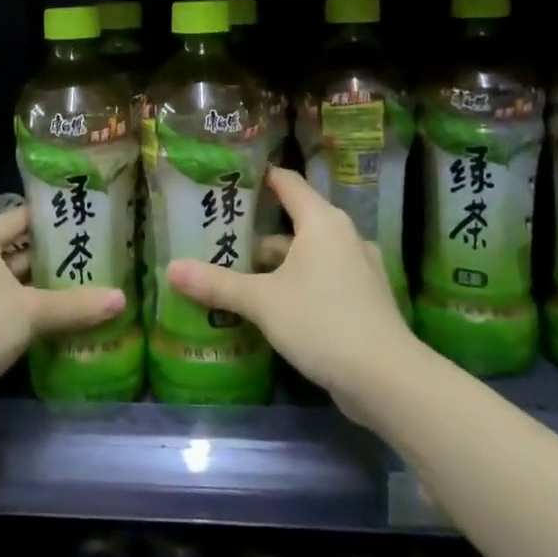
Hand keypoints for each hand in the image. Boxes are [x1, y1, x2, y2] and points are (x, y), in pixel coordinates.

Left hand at [0, 206, 123, 422]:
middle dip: (48, 260)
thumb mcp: (32, 311)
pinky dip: (20, 313)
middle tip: (89, 260)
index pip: (19, 219)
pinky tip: (50, 323)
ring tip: (79, 290)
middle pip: (13, 252)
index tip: (82, 223)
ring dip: (36, 290)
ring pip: (5, 284)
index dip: (50, 221)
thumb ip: (76, 305)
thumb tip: (122, 299)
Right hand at [166, 167, 415, 407]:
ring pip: (308, 255)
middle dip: (258, 233)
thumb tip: (171, 268)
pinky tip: (274, 307)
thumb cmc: (321, 321)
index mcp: (322, 222)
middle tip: (220, 238)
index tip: (229, 179)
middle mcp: (344, 237)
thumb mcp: (261, 301)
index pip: (287, 183)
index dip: (259, 178)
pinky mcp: (364, 300)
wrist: (386, 378)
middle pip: (295, 222)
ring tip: (240, 276)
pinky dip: (298, 285)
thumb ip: (217, 284)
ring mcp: (359, 270)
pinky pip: (323, 280)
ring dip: (278, 264)